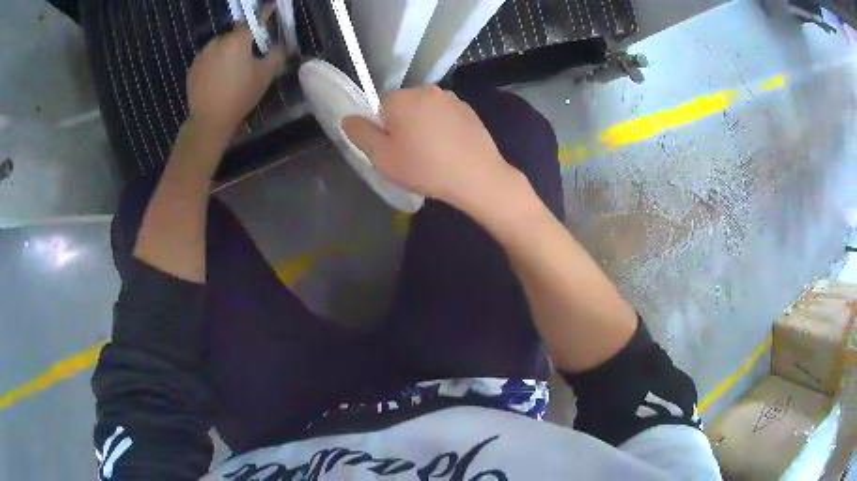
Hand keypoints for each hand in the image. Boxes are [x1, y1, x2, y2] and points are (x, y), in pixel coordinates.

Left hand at [186, 4, 285, 139]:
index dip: (265, 13)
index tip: (272, 6)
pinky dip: (215, 63)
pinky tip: (218, 79)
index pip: (254, 19)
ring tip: (231, 72)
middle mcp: (218, 41)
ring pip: (220, 47)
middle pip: (235, 35)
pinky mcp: (193, 68)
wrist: (209, 121)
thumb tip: (282, 46)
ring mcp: (202, 55)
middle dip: (243, 42)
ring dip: (227, 53)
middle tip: (249, 58)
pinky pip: (208, 59)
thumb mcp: (265, 76)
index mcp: (237, 40)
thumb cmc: (240, 96)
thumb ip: (276, 56)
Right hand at [342, 85, 518, 212]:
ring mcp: (451, 98)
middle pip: (403, 106)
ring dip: (423, 125)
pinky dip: (443, 128)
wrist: (477, 177)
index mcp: (401, 98)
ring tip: (433, 153)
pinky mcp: (469, 109)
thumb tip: (348, 118)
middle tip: (412, 154)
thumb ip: (360, 134)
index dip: (382, 129)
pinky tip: (449, 149)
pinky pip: (445, 115)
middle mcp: (426, 89)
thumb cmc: (424, 167)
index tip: (393, 149)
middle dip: (403, 125)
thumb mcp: (382, 157)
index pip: (379, 106)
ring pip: (425, 110)